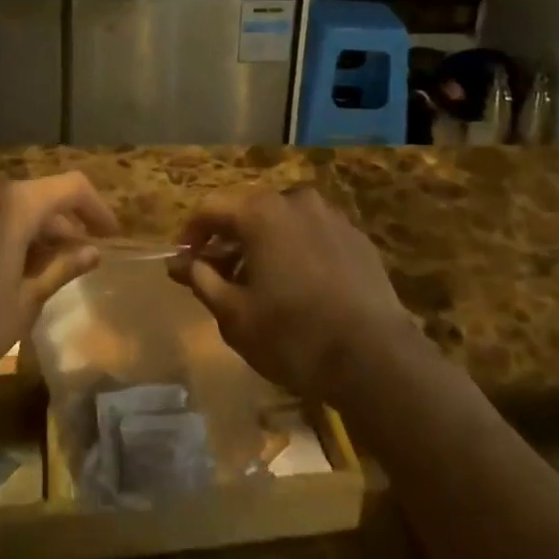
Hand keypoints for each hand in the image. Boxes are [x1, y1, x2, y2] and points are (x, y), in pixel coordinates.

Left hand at [0, 172, 115, 397]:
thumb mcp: (23, 304)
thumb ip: (60, 269)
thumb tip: (92, 251)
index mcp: (11, 203)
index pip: (71, 186)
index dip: (96, 208)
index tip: (109, 235)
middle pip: (32, 195)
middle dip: (58, 223)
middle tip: (73, 256)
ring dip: (21, 227)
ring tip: (30, 264)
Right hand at [167, 187, 415, 399]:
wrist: (376, 358)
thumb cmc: (293, 335)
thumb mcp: (234, 315)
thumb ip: (202, 280)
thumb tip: (183, 263)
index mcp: (261, 212)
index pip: (211, 208)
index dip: (191, 234)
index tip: (184, 263)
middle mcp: (295, 200)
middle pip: (248, 211)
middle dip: (228, 241)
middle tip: (218, 277)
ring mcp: (331, 216)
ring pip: (283, 222)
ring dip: (263, 246)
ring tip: (259, 286)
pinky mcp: (357, 237)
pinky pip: (313, 235)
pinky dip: (296, 252)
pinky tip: (299, 288)